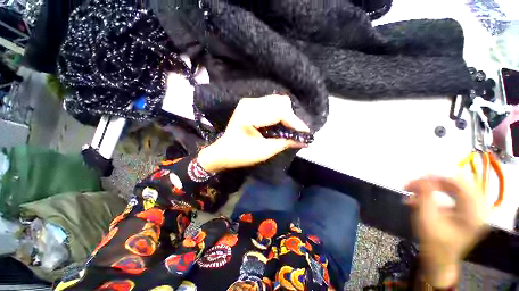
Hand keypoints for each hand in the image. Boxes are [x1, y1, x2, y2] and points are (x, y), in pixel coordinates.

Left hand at [197, 95, 309, 172]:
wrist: (223, 151)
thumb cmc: (240, 154)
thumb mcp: (263, 151)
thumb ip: (284, 143)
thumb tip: (304, 141)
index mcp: (249, 114)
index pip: (279, 111)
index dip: (294, 122)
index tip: (305, 134)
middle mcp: (251, 103)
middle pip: (281, 102)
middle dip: (291, 118)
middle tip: (295, 132)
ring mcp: (251, 102)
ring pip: (278, 101)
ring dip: (286, 115)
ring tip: (289, 129)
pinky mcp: (252, 104)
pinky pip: (272, 104)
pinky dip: (280, 113)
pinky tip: (280, 124)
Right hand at [404, 176, 488, 287]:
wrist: (438, 260)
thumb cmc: (432, 243)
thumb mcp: (426, 220)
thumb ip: (425, 197)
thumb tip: (422, 178)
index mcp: (473, 214)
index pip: (461, 184)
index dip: (440, 177)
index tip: (419, 178)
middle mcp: (478, 210)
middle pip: (459, 184)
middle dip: (435, 182)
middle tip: (415, 184)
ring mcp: (474, 211)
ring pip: (456, 188)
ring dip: (434, 187)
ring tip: (415, 191)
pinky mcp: (468, 212)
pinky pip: (455, 194)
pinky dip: (437, 193)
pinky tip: (423, 198)